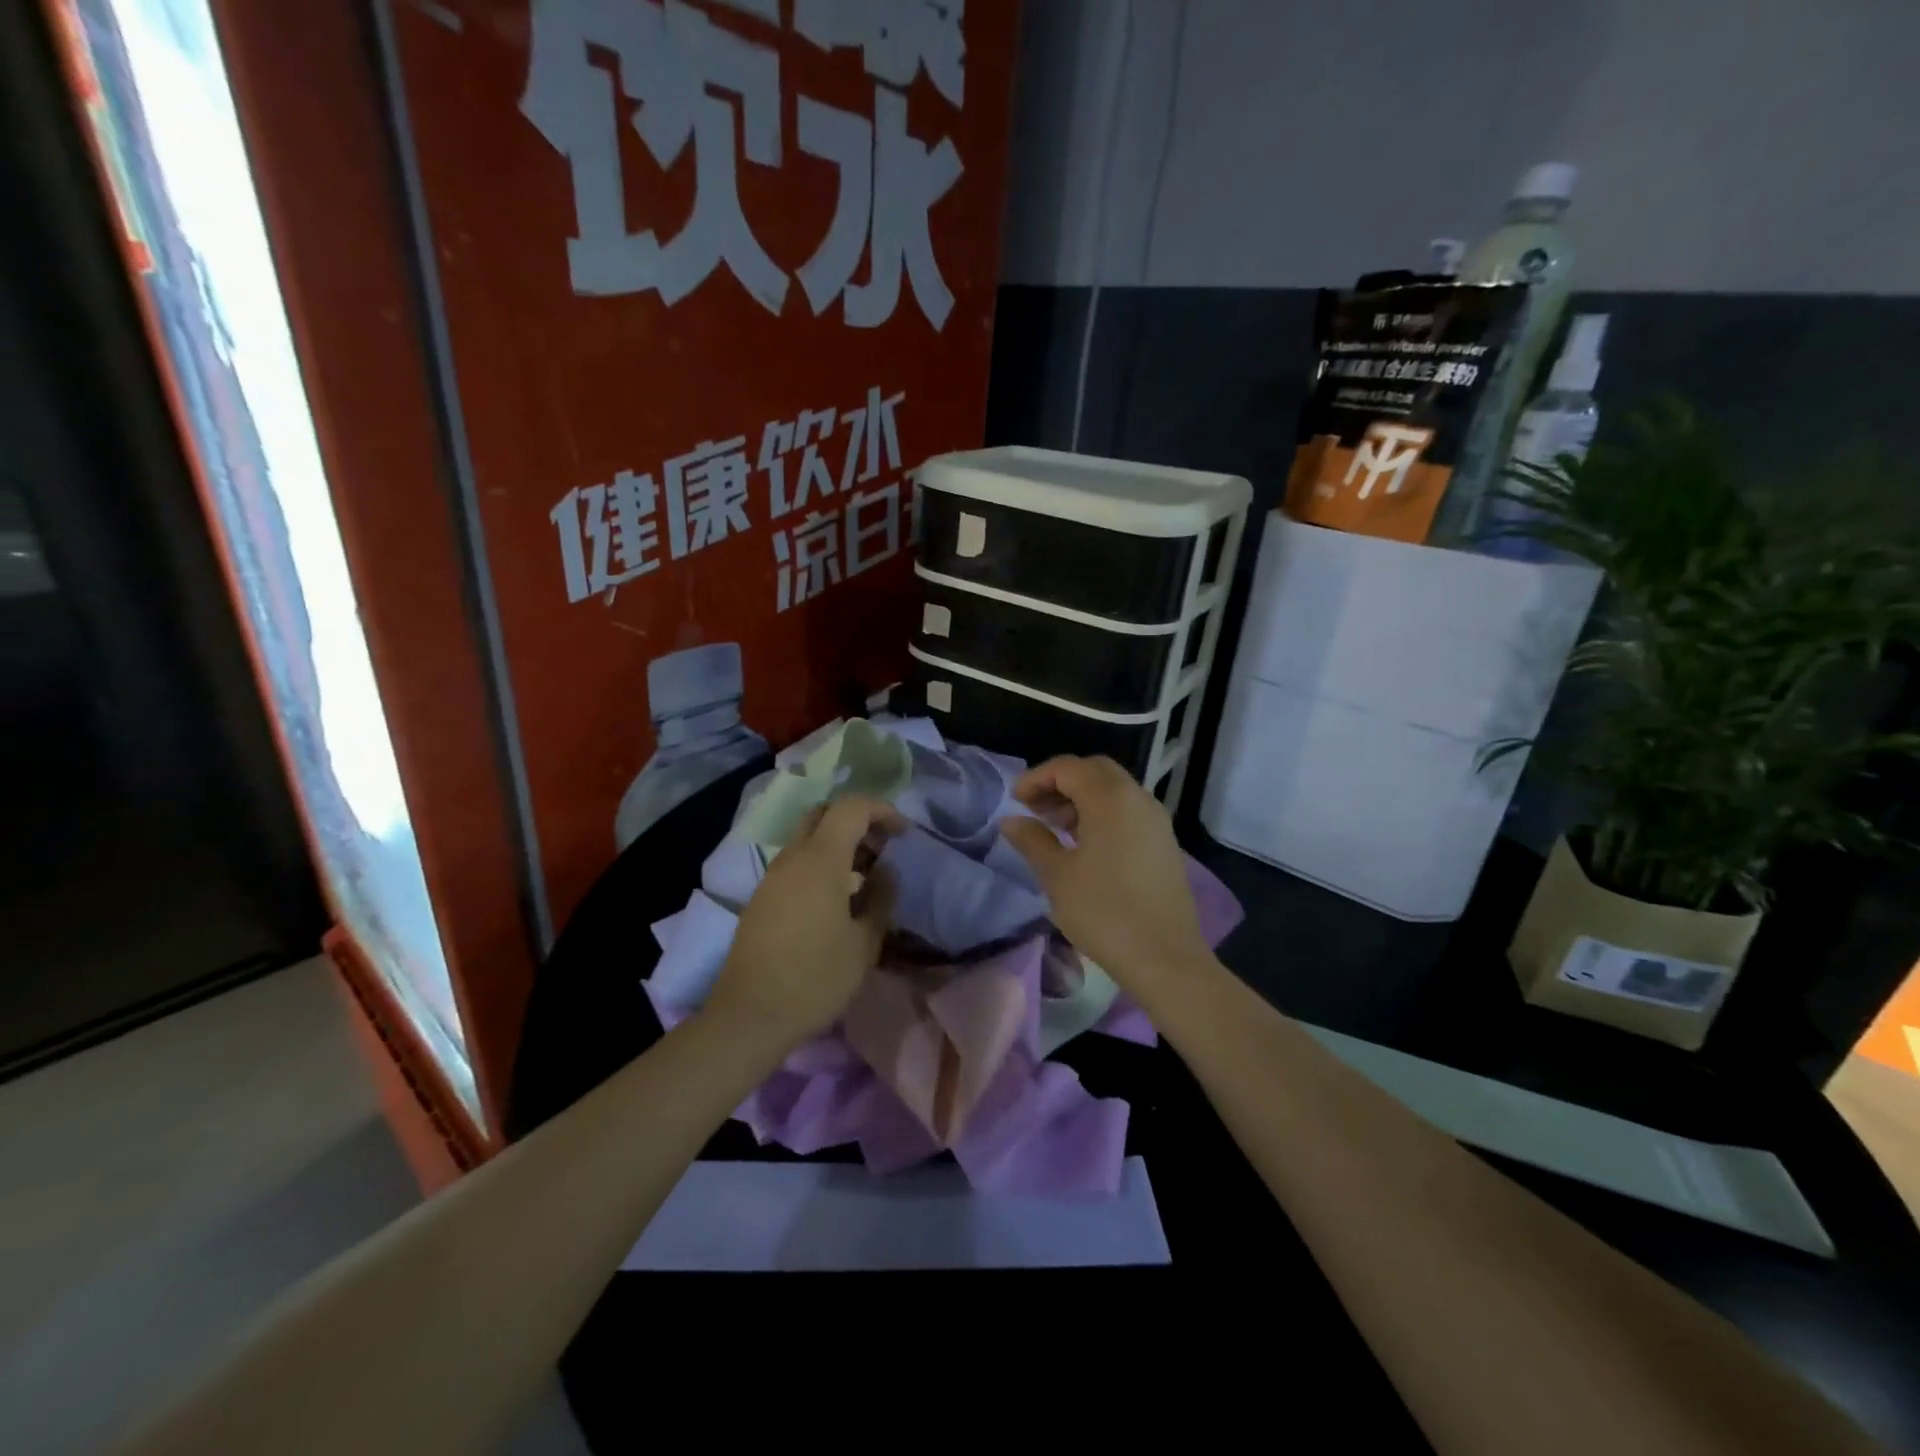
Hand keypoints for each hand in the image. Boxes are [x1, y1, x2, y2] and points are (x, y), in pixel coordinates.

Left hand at [704, 794, 902, 1051]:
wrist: (749, 1015)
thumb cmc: (815, 978)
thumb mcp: (864, 943)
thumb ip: (880, 899)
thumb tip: (886, 873)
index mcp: (821, 859)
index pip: (851, 808)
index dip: (882, 811)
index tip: (903, 834)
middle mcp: (792, 857)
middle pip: (824, 813)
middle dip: (857, 820)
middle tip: (882, 848)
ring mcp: (772, 876)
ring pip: (807, 837)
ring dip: (838, 843)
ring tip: (863, 876)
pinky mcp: (761, 897)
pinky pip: (795, 862)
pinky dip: (820, 863)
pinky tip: (835, 899)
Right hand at [1000, 755, 1213, 999]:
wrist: (1164, 957)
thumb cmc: (1104, 912)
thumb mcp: (1057, 875)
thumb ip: (1033, 840)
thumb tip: (1012, 820)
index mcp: (1110, 798)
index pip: (1068, 768)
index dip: (1037, 778)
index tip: (1015, 801)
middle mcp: (1137, 798)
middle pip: (1094, 771)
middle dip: (1061, 782)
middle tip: (1035, 809)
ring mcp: (1155, 820)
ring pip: (1114, 790)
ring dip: (1082, 798)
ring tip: (1055, 828)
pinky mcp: (1164, 842)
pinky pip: (1128, 811)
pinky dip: (1102, 813)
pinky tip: (1085, 845)